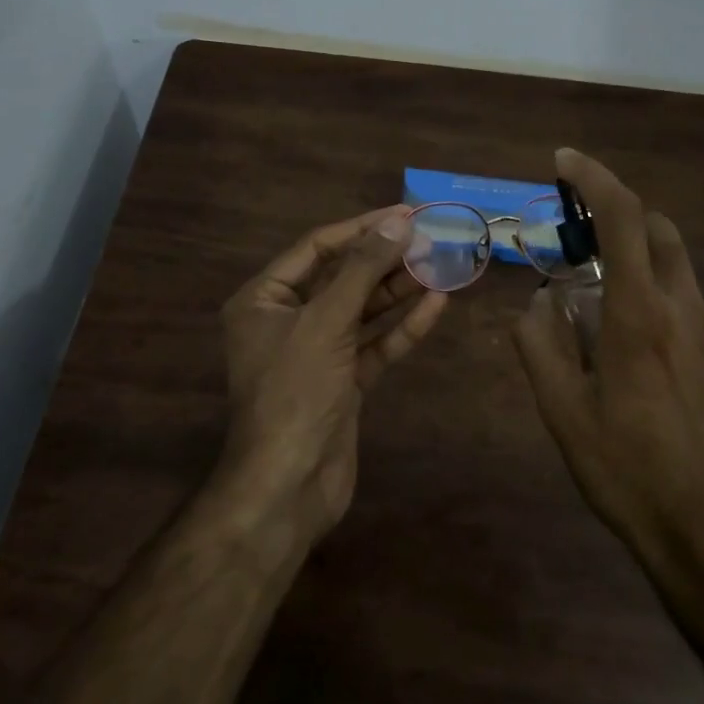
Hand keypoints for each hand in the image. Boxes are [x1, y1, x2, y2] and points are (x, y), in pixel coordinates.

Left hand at [217, 206, 447, 545]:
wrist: (289, 487)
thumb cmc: (295, 392)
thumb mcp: (326, 322)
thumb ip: (362, 271)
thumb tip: (397, 224)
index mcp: (263, 300)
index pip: (316, 248)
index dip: (361, 229)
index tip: (405, 216)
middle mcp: (287, 321)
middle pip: (342, 278)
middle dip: (385, 260)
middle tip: (431, 240)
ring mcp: (317, 354)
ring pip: (362, 311)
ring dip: (399, 290)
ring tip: (440, 266)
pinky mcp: (343, 383)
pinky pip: (375, 345)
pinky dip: (402, 327)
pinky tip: (436, 305)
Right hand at [511, 149, 703, 587]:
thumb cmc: (627, 474)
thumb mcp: (562, 414)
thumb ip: (540, 346)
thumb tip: (539, 301)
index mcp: (641, 318)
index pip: (623, 219)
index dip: (595, 178)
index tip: (566, 161)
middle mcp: (690, 312)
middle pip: (660, 231)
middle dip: (621, 219)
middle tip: (584, 248)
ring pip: (680, 277)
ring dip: (642, 276)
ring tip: (613, 331)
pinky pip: (699, 319)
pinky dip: (669, 318)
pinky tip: (656, 375)